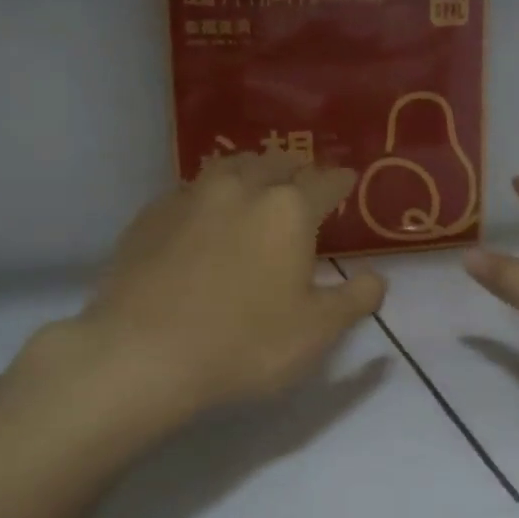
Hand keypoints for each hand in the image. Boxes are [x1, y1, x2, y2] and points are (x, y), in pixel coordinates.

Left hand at [31, 153, 387, 424]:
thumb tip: (377, 278)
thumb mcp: (316, 332)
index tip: (348, 179)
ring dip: (251, 171)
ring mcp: (191, 197)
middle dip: (296, 169)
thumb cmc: (244, 343)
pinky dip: (208, 193)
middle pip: (276, 163)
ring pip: (230, 167)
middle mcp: (241, 189)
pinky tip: (203, 213)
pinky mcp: (151, 215)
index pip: (325, 181)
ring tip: (255, 183)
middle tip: (303, 182)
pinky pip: (190, 190)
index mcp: (288, 210)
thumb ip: (354, 300)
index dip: (341, 179)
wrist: (141, 354)